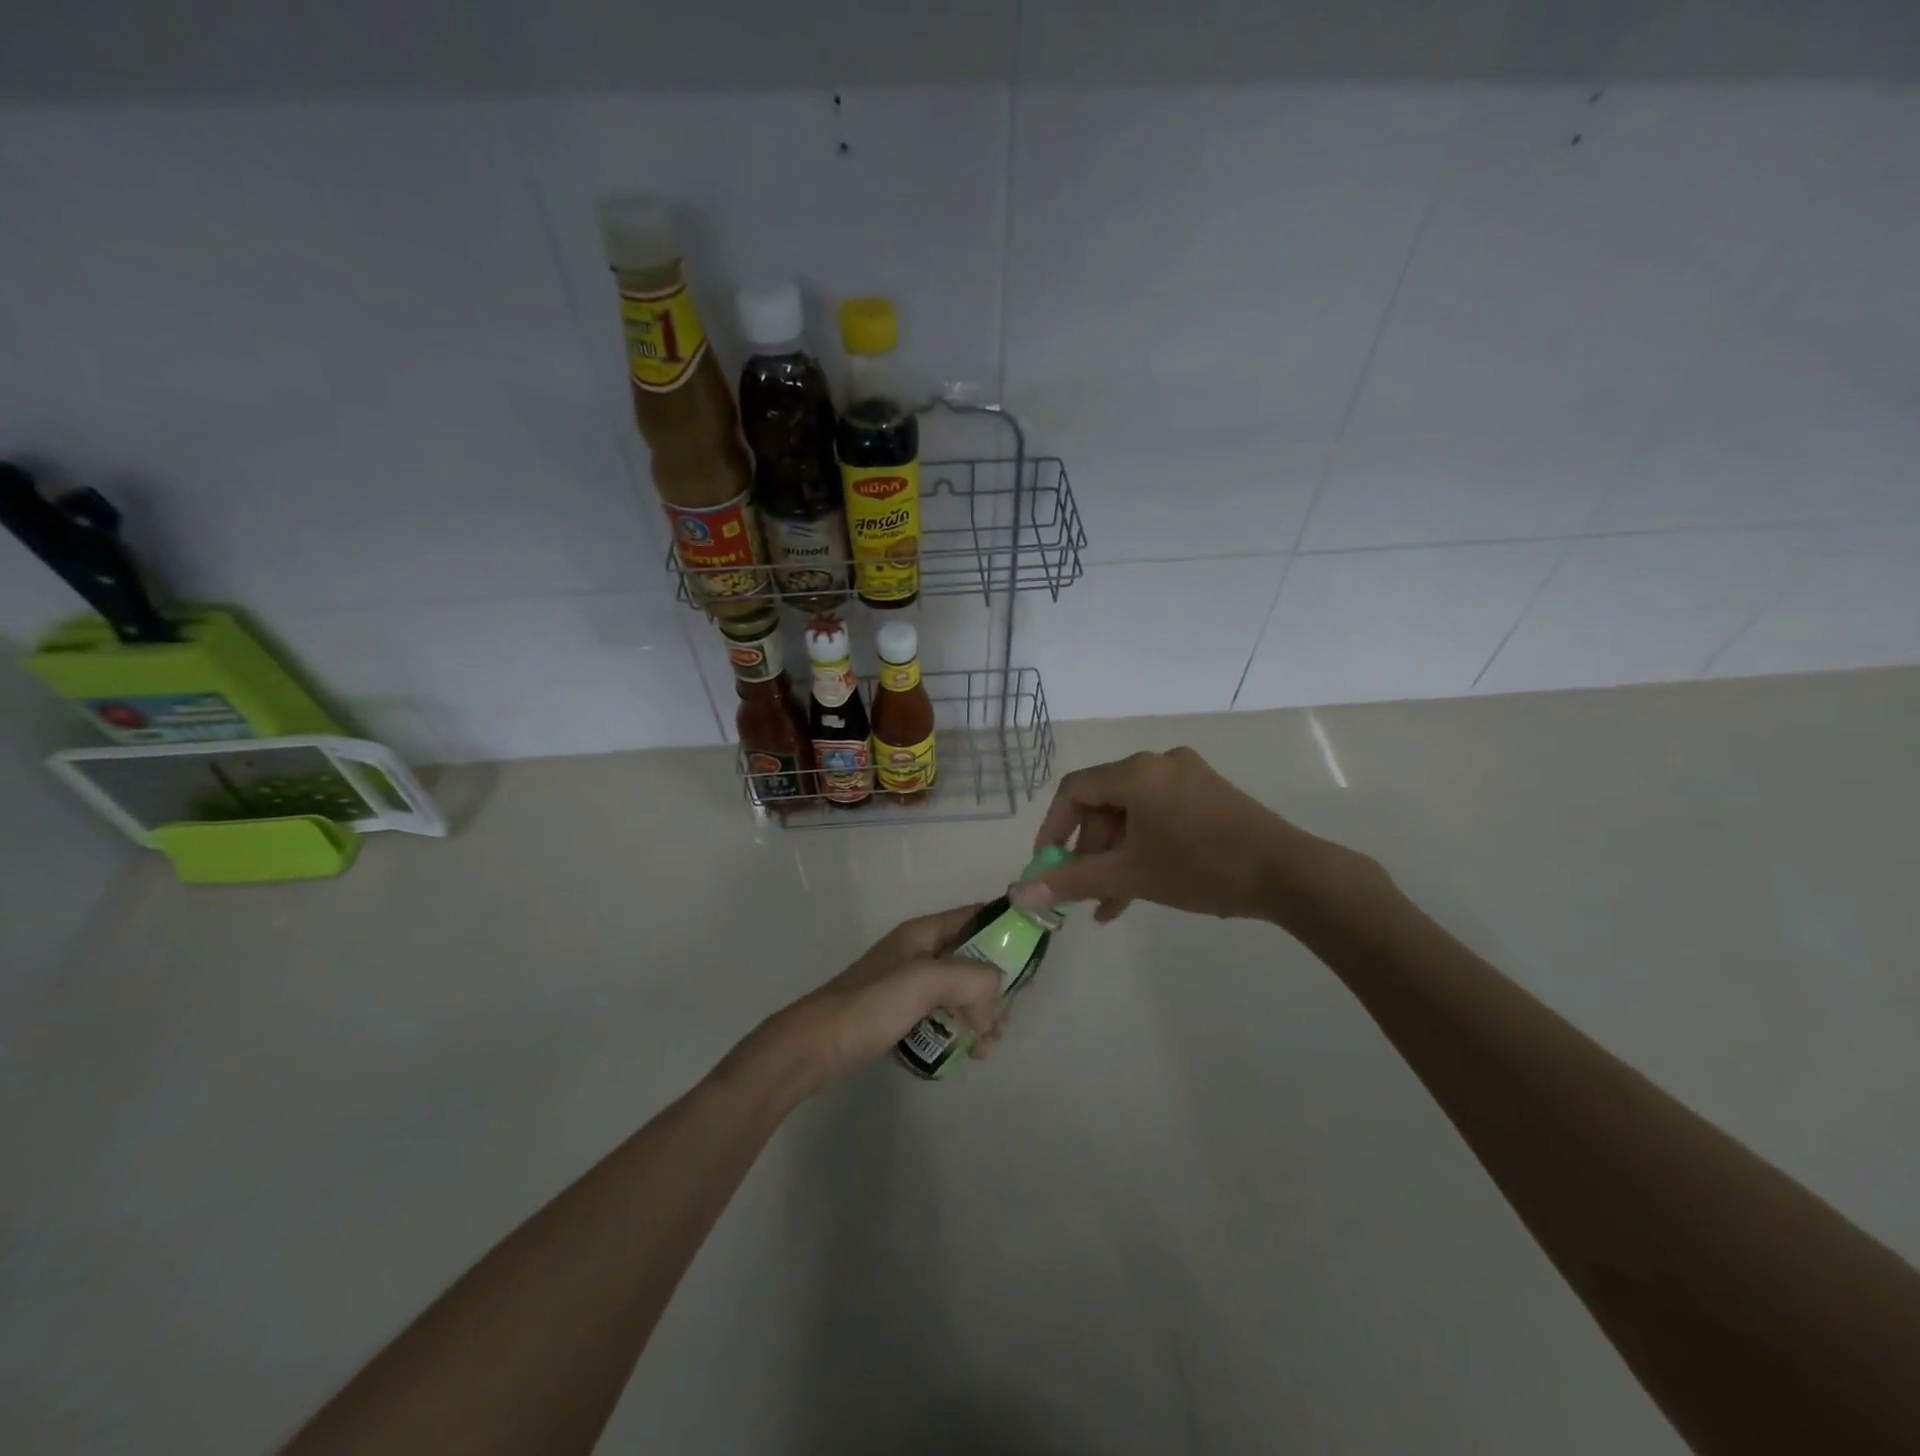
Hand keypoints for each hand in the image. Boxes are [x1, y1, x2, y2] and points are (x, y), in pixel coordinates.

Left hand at [742, 906, 1009, 1097]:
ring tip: (984, 1048)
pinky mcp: (899, 1015)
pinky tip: (965, 1054)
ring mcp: (908, 984)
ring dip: (981, 1016)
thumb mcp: (926, 980)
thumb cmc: (871, 1005)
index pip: (976, 916)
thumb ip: (972, 978)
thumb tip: (996, 995)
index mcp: (924, 932)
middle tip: (1004, 1023)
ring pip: (961, 992)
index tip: (1033, 959)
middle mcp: (918, 952)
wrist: (813, 1047)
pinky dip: (959, 1030)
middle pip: (973, 959)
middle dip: (996, 988)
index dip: (1007, 930)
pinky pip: (942, 1015)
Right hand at [1013, 747, 1326, 924]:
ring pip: (1132, 815)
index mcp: (1137, 772)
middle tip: (1084, 891)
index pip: (1074, 790)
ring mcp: (1188, 777)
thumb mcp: (1130, 875)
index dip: (1053, 828)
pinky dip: (1144, 847)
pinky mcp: (1209, 794)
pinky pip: (1159, 816)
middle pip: (1105, 803)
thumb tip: (1019, 892)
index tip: (1046, 865)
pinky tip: (1139, 889)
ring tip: (1110, 904)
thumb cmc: (1201, 868)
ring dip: (1117, 857)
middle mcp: (1159, 763)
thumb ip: (1071, 880)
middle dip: (1090, 851)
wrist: (1289, 875)